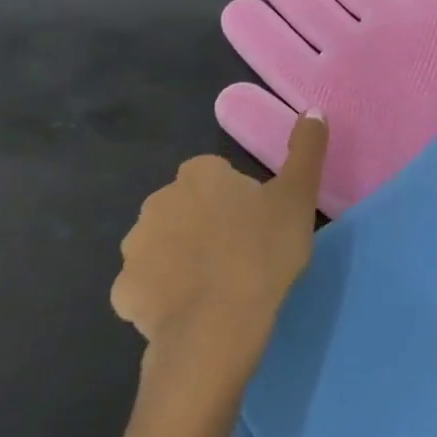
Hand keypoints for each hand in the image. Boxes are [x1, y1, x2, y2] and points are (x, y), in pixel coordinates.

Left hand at [112, 114, 327, 386]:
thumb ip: (306, 150)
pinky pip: (147, 286)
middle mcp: (157, 202)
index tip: (258, 223)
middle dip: (207, 223)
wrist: (218, 326)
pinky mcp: (123, 292)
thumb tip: (313, 110)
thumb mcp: (298, 197)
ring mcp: (135, 248)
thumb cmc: (263, 252)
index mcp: (198, 175)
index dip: (239, 198)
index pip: (217, 176)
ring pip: (164, 245)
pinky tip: (191, 309)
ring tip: (219, 284)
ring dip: (183, 256)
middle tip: (243, 252)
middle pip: (187, 207)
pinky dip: (164, 294)